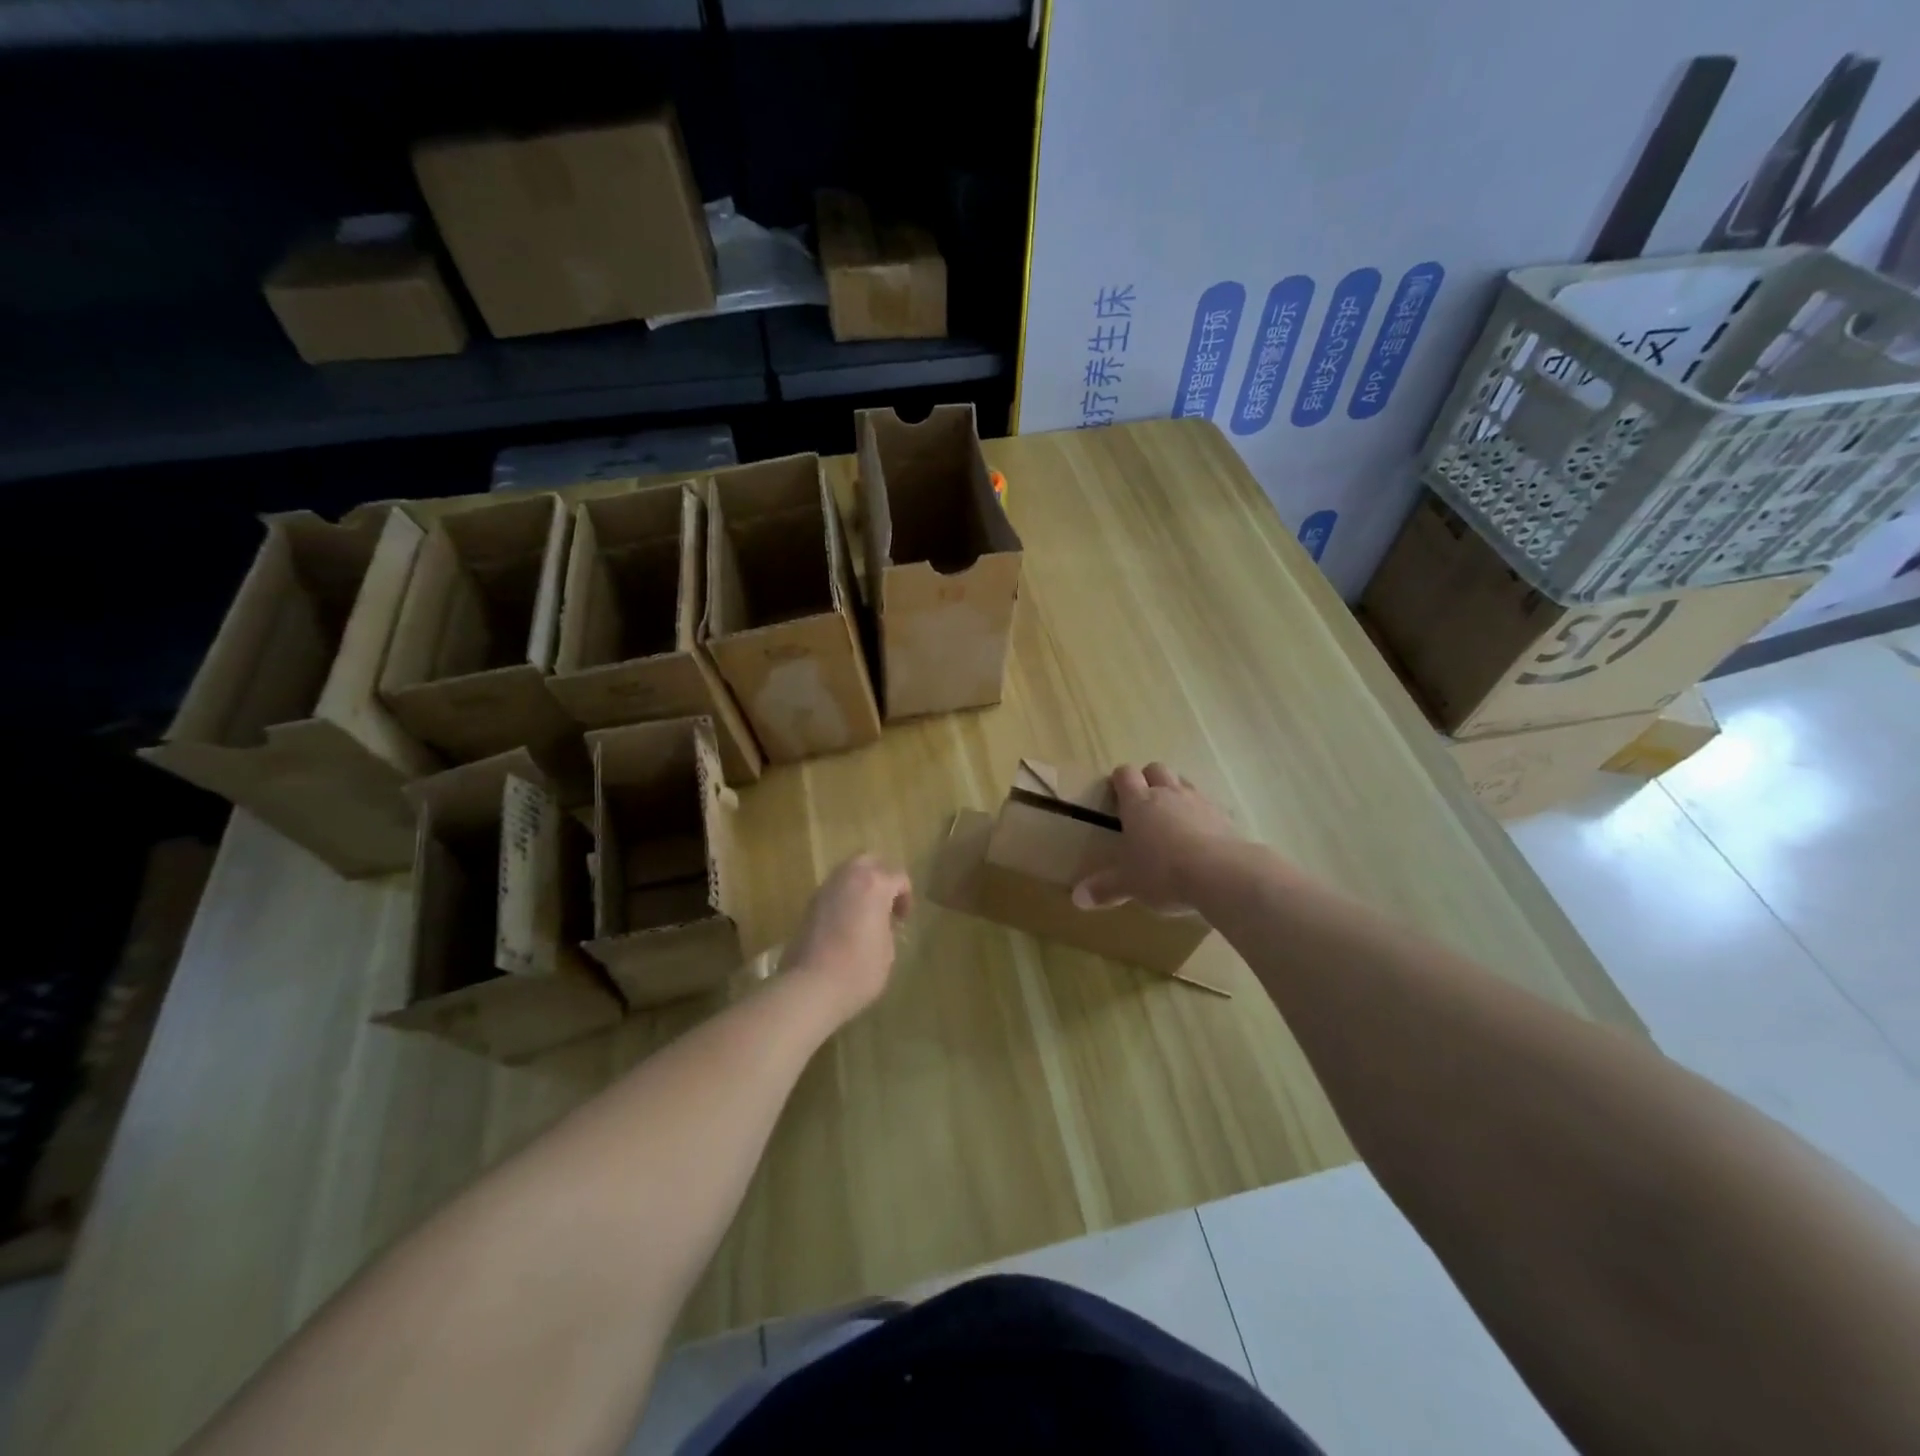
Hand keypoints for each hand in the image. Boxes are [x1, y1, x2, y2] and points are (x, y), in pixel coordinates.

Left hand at [781, 854, 912, 1023]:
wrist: (810, 986)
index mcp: (875, 884)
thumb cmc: (859, 970)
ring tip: (865, 913)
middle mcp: (849, 878)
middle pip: (869, 861)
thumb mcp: (888, 951)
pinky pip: (833, 891)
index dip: (906, 897)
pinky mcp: (809, 905)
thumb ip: (888, 927)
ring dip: (859, 886)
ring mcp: (825, 890)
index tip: (902, 920)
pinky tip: (845, 923)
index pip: (898, 877)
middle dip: (881, 876)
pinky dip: (843, 898)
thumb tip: (880, 922)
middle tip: (886, 902)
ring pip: (847, 873)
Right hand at [1072, 763, 1238, 911]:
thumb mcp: (1129, 884)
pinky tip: (1201, 836)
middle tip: (1144, 804)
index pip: (1125, 774)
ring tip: (1172, 818)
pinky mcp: (1223, 815)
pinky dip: (1201, 814)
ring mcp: (1198, 801)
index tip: (1116, 794)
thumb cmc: (1163, 872)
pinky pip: (1208, 805)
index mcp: (1138, 803)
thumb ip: (1105, 888)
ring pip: (1183, 782)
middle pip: (1156, 769)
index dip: (1119, 780)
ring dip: (1176, 793)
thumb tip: (1077, 899)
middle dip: (1149, 779)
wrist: (1221, 873)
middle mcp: (1167, 794)